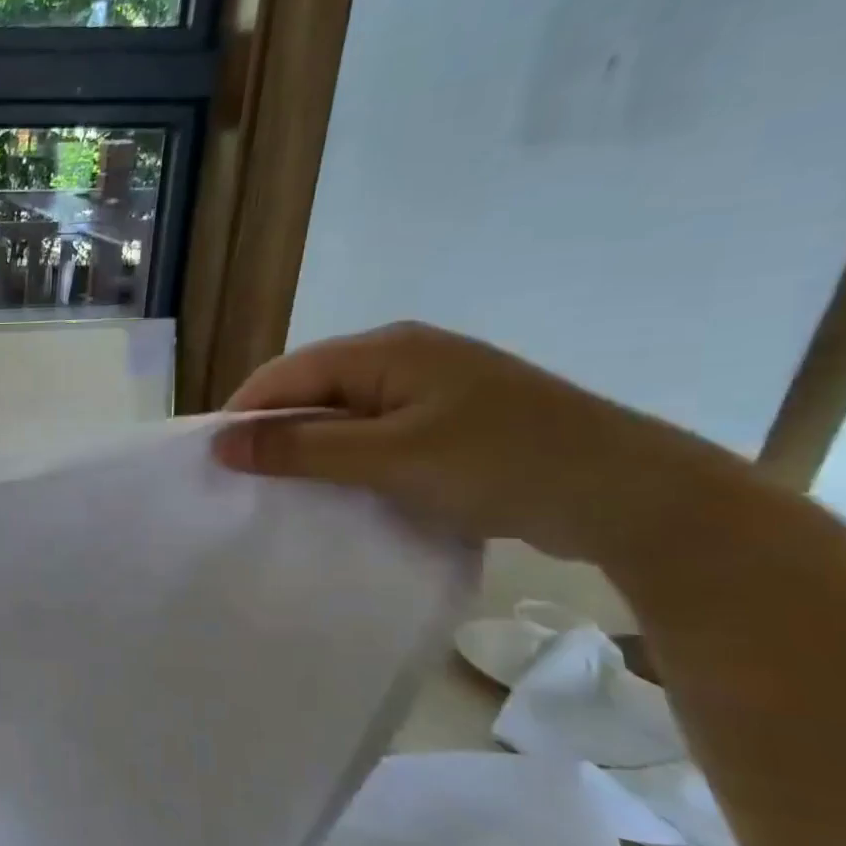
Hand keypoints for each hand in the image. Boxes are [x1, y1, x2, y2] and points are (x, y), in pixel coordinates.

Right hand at [211, 322, 741, 560]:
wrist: (633, 496)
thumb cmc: (501, 463)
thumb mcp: (389, 458)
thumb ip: (300, 448)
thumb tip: (221, 443)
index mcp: (386, 350)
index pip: (285, 374)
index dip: (243, 414)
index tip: (213, 462)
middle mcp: (402, 357)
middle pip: (310, 390)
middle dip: (273, 433)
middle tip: (244, 483)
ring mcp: (429, 388)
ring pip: (341, 414)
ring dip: (310, 450)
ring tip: (282, 491)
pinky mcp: (449, 420)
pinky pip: (374, 433)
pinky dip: (347, 460)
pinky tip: (337, 490)